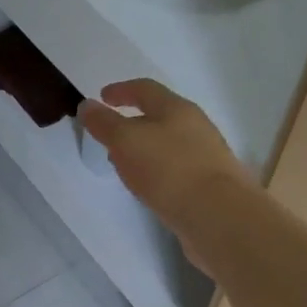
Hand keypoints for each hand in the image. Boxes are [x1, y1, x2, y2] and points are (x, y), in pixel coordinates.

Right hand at [78, 79, 255, 254]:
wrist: (219, 217)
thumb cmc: (169, 169)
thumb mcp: (126, 141)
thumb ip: (104, 123)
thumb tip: (87, 105)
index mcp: (177, 109)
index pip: (145, 89)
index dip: (121, 90)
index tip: (102, 97)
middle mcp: (196, 127)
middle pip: (160, 116)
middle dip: (133, 122)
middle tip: (109, 135)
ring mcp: (206, 157)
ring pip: (168, 145)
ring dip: (145, 149)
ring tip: (124, 165)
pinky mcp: (209, 185)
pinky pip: (176, 170)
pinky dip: (157, 172)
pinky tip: (149, 188)